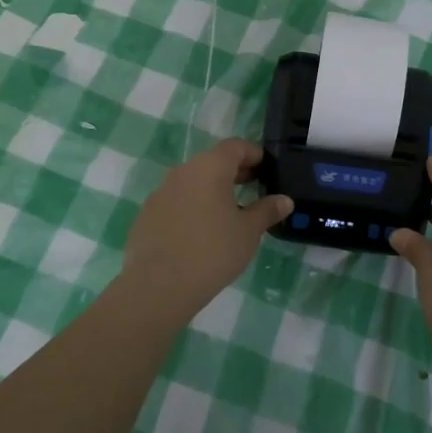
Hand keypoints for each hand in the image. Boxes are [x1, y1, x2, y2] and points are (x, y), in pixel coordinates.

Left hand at [120, 139, 293, 324]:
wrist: (158, 286)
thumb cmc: (213, 251)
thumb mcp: (248, 232)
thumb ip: (267, 211)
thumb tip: (284, 200)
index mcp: (210, 167)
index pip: (235, 146)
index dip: (253, 154)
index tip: (266, 170)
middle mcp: (183, 172)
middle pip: (212, 162)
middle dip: (234, 172)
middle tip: (253, 190)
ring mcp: (161, 192)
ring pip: (192, 182)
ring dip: (211, 190)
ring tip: (228, 214)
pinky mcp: (147, 214)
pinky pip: (176, 201)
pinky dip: (191, 207)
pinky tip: (199, 233)